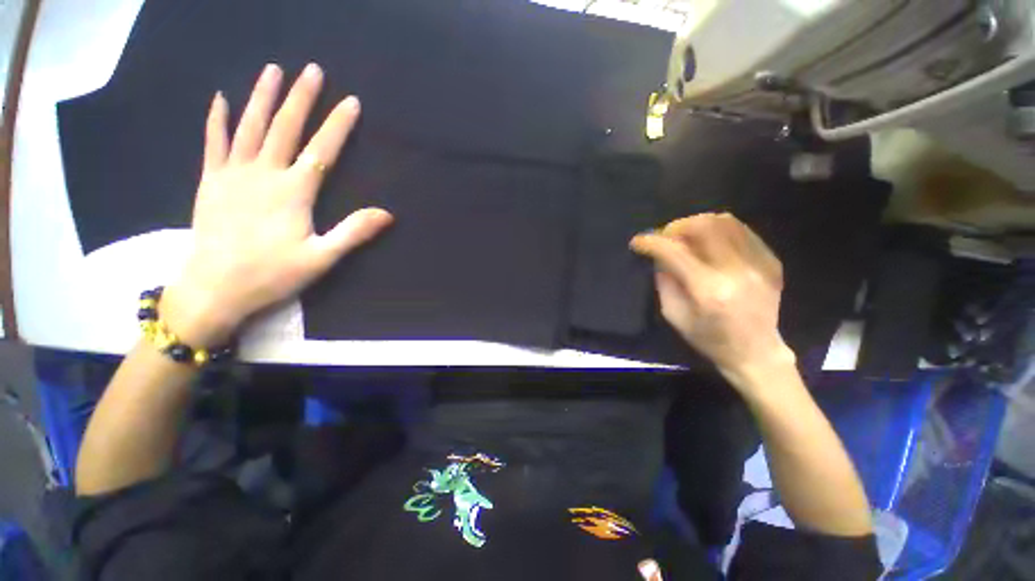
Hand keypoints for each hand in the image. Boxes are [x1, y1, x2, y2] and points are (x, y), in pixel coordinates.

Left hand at [162, 63, 392, 344]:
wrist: (214, 288)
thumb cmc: (272, 275)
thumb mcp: (322, 258)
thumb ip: (353, 233)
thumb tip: (387, 214)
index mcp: (293, 193)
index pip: (322, 151)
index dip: (338, 126)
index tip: (351, 102)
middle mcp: (263, 174)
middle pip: (285, 128)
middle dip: (301, 98)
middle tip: (312, 70)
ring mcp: (233, 174)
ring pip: (250, 126)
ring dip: (263, 97)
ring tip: (273, 70)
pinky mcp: (211, 182)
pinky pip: (214, 143)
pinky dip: (217, 119)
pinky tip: (221, 99)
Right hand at [630, 213, 793, 388]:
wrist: (756, 352)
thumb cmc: (709, 338)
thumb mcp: (674, 315)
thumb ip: (664, 281)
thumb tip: (660, 256)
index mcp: (708, 289)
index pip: (675, 252)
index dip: (652, 242)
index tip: (638, 242)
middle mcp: (737, 270)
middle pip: (704, 226)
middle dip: (676, 227)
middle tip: (665, 237)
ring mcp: (759, 263)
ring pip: (725, 222)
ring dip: (698, 224)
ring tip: (686, 237)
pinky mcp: (771, 261)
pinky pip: (741, 231)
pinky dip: (719, 231)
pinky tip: (709, 244)